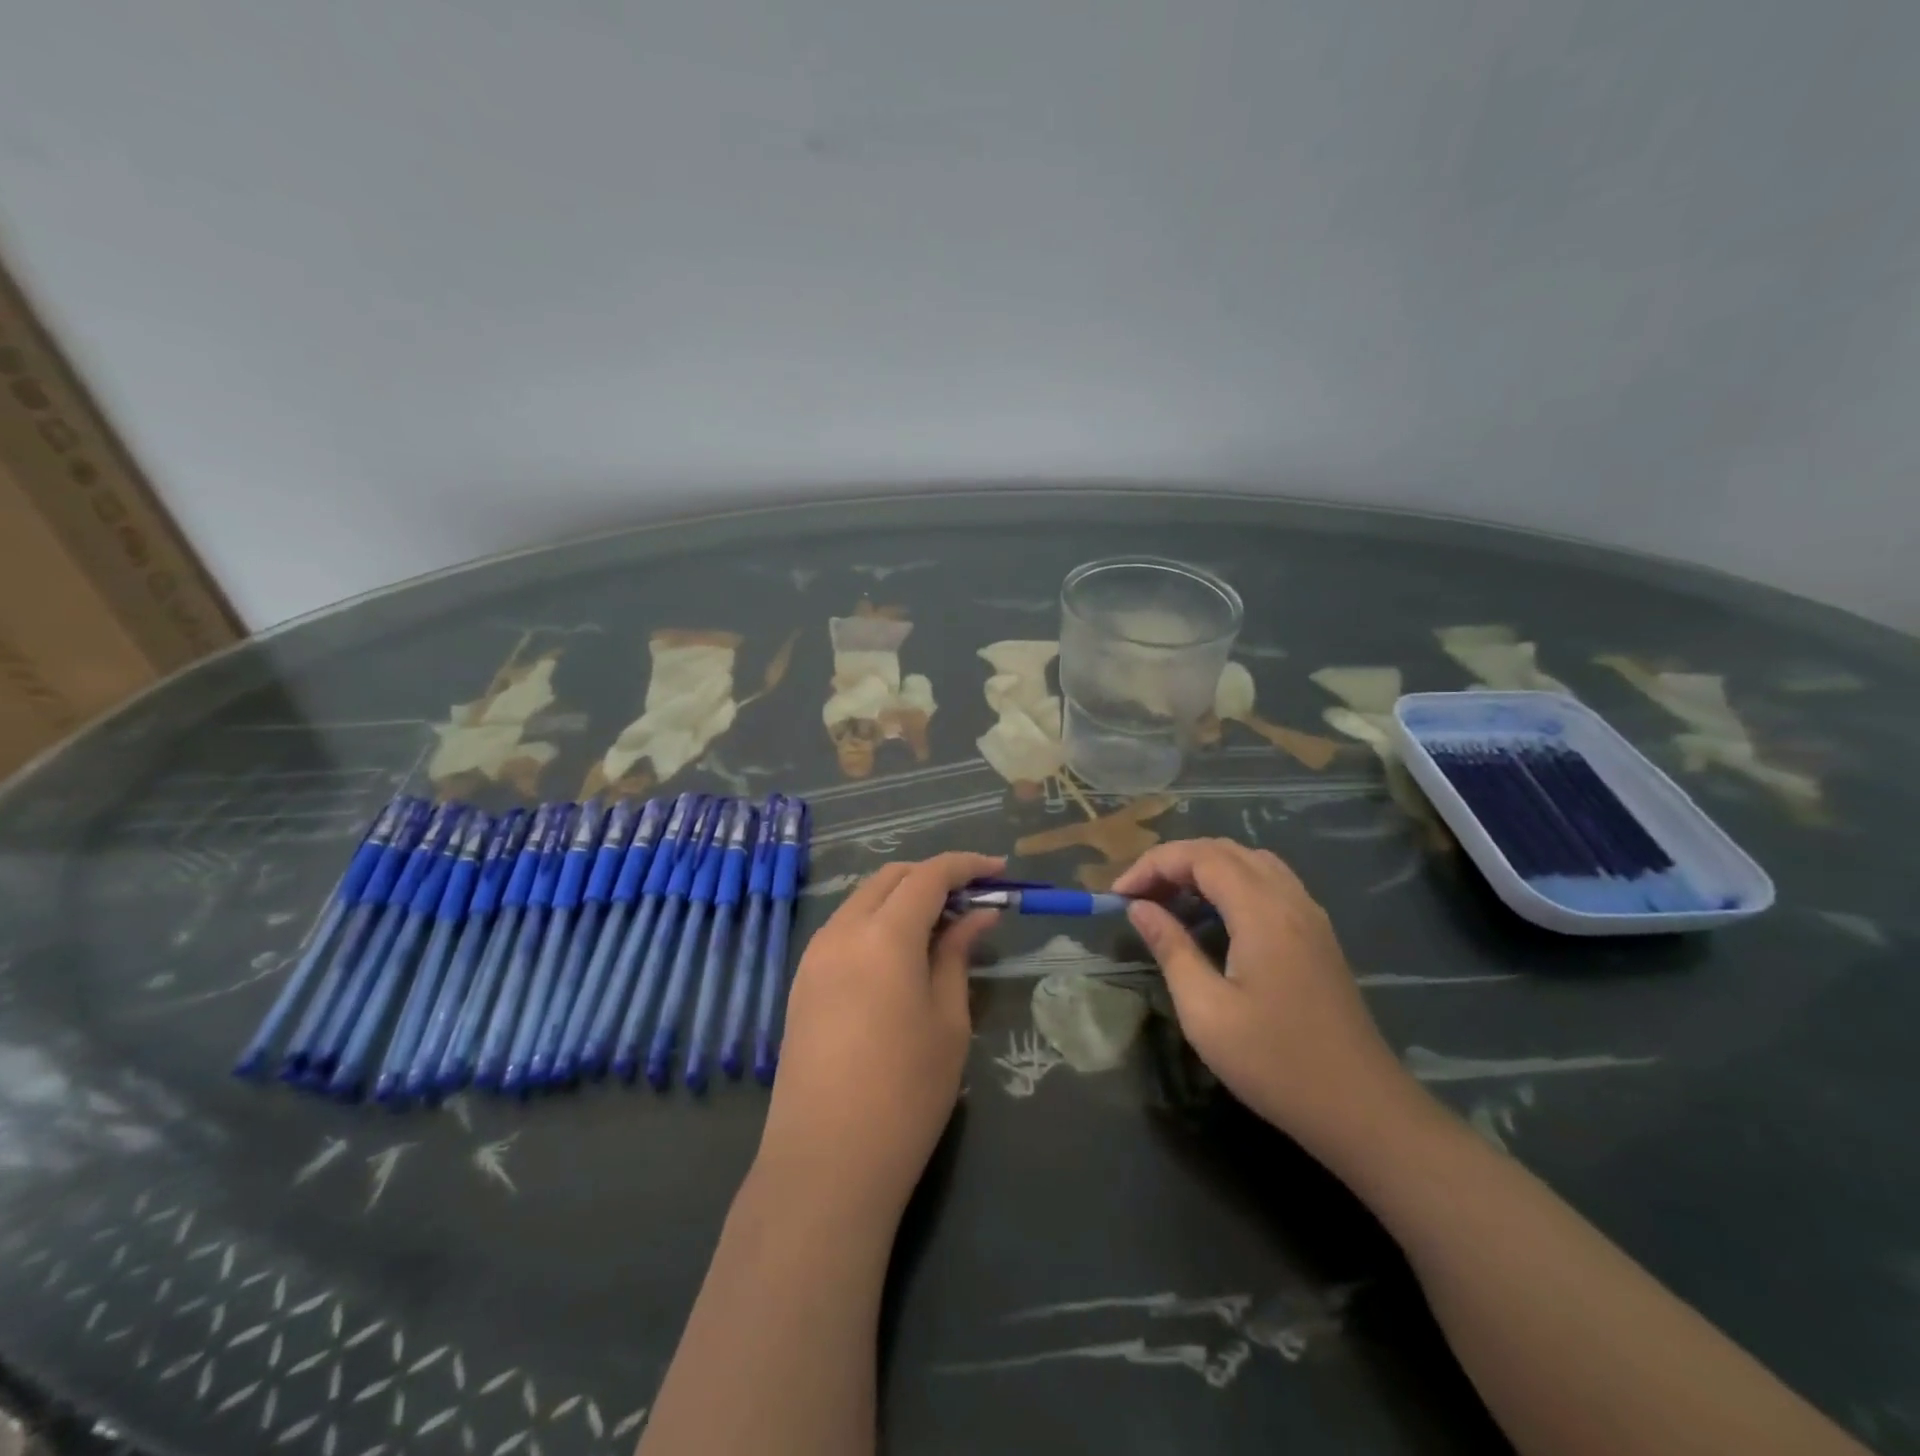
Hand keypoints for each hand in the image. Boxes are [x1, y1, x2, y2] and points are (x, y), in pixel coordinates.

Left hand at [757, 853, 1001, 1220]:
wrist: (825, 1163)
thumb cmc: (905, 1093)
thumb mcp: (948, 1020)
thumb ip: (957, 955)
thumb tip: (977, 915)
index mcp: (883, 935)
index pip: (929, 876)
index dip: (966, 865)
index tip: (999, 871)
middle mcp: (841, 931)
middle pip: (891, 878)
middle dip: (933, 876)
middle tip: (973, 899)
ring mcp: (814, 956)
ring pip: (863, 900)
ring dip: (903, 898)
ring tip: (941, 927)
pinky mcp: (801, 982)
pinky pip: (844, 929)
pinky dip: (877, 922)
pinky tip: (901, 954)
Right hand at [1114, 840, 1414, 1153]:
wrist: (1362, 1109)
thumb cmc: (1275, 1063)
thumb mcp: (1206, 1011)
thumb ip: (1171, 949)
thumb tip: (1140, 909)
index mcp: (1262, 912)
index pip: (1200, 856)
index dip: (1153, 865)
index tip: (1118, 896)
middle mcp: (1289, 900)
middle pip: (1224, 850)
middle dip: (1174, 862)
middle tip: (1138, 896)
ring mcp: (1309, 916)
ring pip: (1249, 862)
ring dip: (1203, 869)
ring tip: (1169, 900)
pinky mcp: (1317, 935)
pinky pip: (1268, 883)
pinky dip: (1231, 883)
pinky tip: (1213, 917)